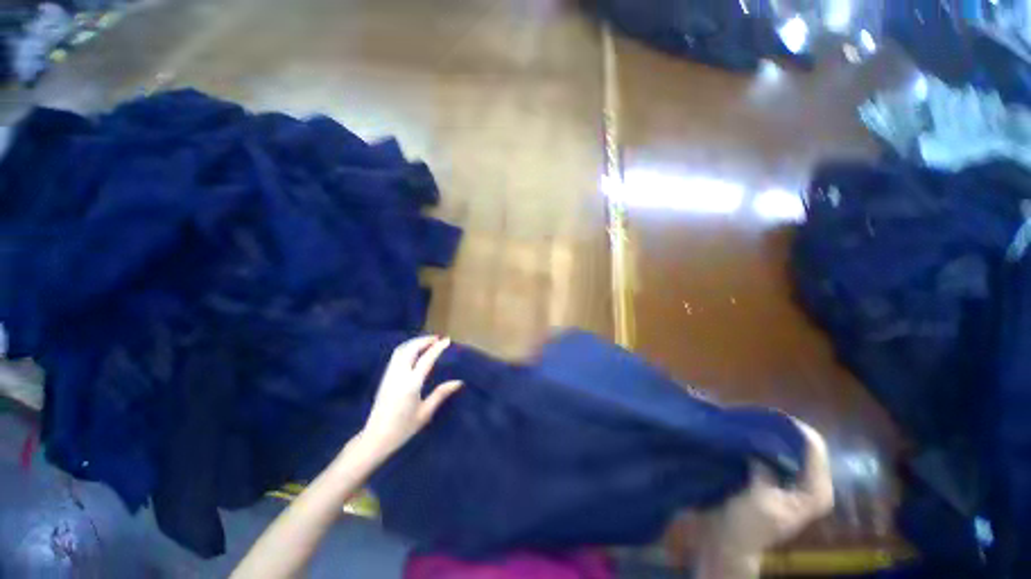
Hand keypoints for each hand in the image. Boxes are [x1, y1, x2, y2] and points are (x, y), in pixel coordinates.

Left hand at [358, 336, 462, 459]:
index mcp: (411, 384)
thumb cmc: (403, 428)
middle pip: (410, 349)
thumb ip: (441, 394)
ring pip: (401, 350)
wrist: (375, 438)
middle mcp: (399, 375)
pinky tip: (414, 351)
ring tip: (427, 342)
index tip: (447, 340)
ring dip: (414, 342)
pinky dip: (407, 348)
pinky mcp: (384, 378)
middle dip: (424, 340)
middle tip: (437, 339)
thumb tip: (458, 382)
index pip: (426, 359)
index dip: (437, 348)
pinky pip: (396, 356)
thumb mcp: (425, 413)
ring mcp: (389, 375)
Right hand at [697, 419, 833, 575]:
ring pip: (785, 445)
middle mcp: (808, 482)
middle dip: (778, 427)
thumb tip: (761, 439)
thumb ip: (766, 469)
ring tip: (745, 419)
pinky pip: (770, 450)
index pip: (815, 448)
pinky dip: (758, 440)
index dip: (793, 428)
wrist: (728, 541)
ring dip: (766, 432)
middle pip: (801, 444)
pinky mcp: (772, 477)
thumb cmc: (746, 525)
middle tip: (752, 414)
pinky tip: (742, 432)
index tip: (765, 414)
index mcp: (815, 491)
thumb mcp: (759, 500)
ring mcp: (790, 479)